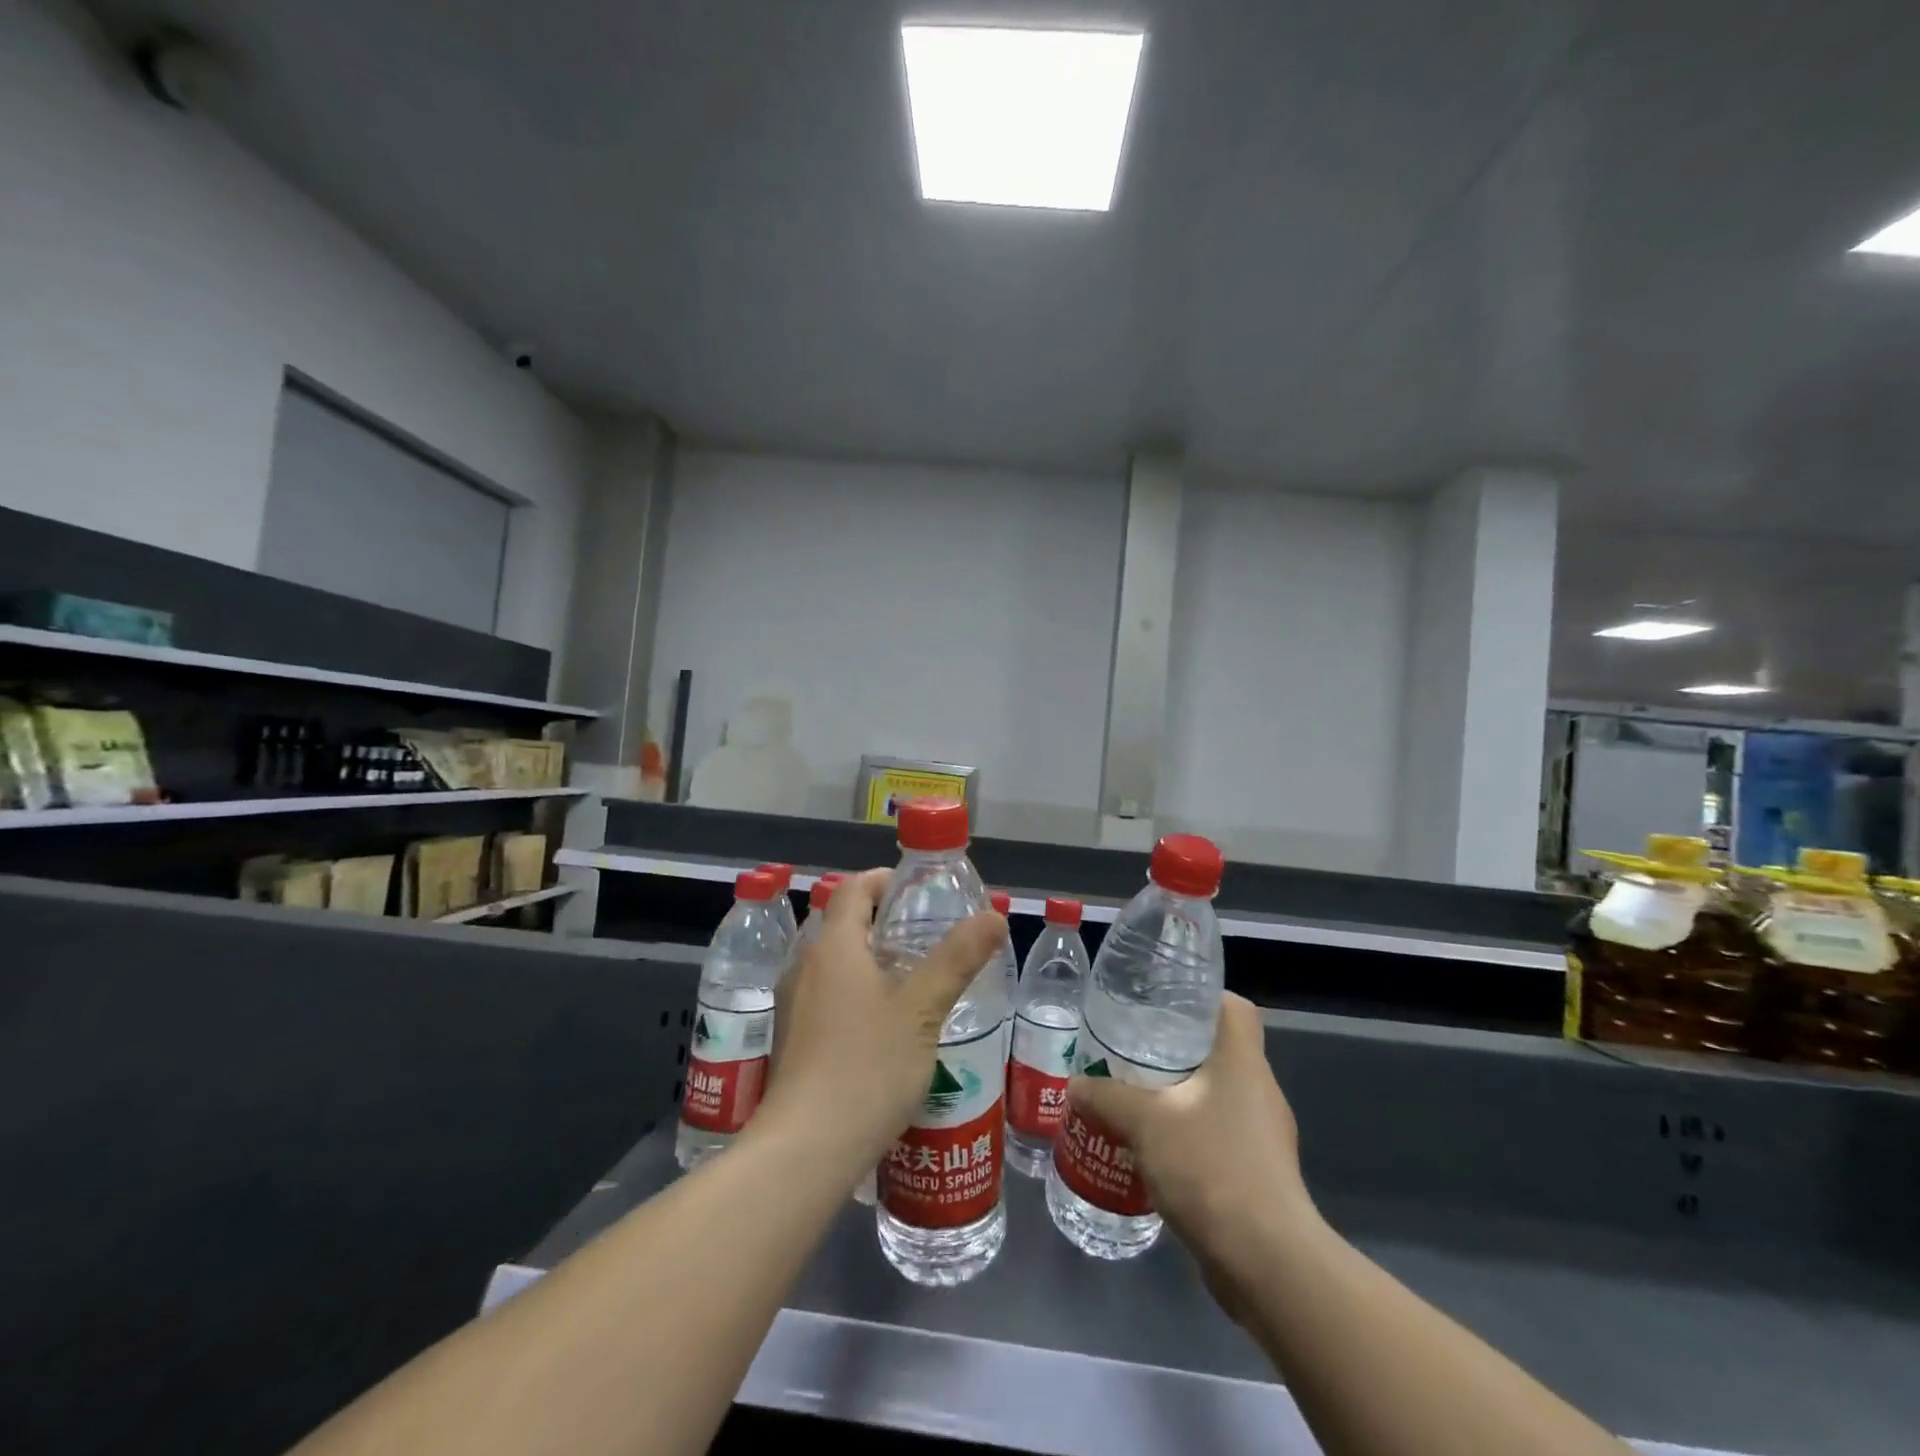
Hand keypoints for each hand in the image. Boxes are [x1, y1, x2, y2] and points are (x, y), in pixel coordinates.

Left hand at [759, 868, 1003, 1180]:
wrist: (805, 1151)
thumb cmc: (867, 1067)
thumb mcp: (922, 1010)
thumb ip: (957, 959)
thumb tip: (994, 915)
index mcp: (833, 946)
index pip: (853, 889)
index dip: (883, 880)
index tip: (916, 891)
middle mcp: (805, 966)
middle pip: (842, 924)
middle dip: (882, 922)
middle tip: (926, 937)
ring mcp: (792, 1004)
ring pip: (833, 963)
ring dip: (869, 960)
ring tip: (912, 980)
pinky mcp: (791, 1039)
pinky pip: (825, 995)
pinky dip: (854, 991)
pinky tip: (883, 1026)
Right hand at [1065, 993, 1314, 1321]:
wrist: (1266, 1261)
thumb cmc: (1210, 1166)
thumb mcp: (1145, 1122)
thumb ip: (1107, 1096)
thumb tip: (1076, 1085)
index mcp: (1242, 1060)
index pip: (1233, 1007)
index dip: (1201, 997)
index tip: (1161, 1001)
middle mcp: (1258, 1089)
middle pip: (1219, 1049)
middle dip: (1176, 1047)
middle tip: (1131, 1047)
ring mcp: (1263, 1135)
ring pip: (1216, 1095)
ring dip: (1179, 1094)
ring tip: (1134, 1095)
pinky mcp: (1258, 1174)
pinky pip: (1218, 1135)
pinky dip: (1188, 1133)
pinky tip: (1153, 1148)